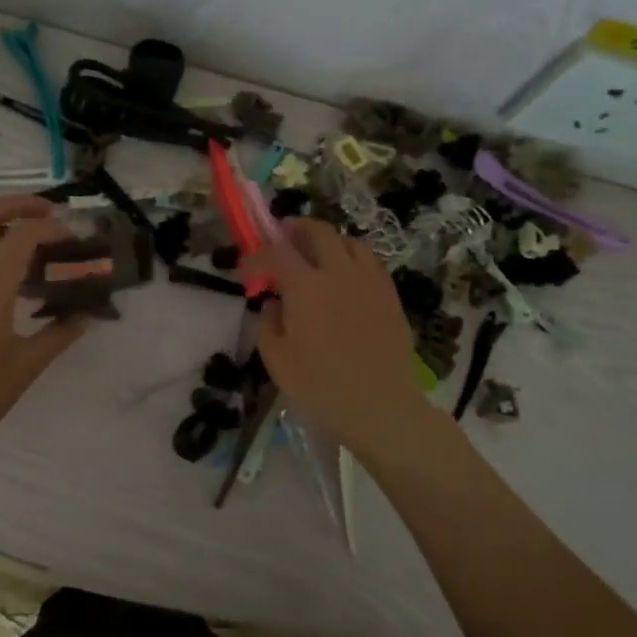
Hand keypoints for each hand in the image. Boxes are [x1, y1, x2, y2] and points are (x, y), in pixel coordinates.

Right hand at [244, 219, 429, 451]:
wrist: (380, 406)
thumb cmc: (320, 386)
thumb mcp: (276, 358)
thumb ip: (267, 322)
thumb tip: (274, 302)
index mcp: (306, 285)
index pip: (275, 253)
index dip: (256, 257)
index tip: (246, 272)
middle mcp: (339, 272)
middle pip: (318, 232)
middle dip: (295, 229)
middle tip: (281, 239)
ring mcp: (369, 281)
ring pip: (349, 241)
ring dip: (327, 241)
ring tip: (315, 255)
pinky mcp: (390, 295)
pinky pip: (370, 262)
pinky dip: (351, 258)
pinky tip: (344, 277)